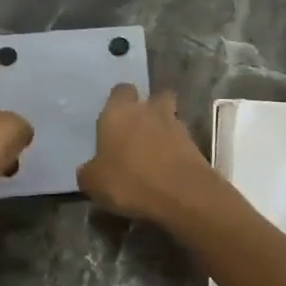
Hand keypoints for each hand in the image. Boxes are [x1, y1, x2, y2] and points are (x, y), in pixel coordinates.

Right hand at [77, 85, 218, 225]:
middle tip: (138, 132)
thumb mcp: (94, 183)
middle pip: (153, 98)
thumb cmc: (129, 181)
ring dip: (164, 130)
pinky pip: (182, 142)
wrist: (182, 194)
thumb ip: (89, 171)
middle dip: (149, 109)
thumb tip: (89, 169)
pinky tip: (167, 170)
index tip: (114, 120)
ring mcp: (176, 125)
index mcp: (119, 112)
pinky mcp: (196, 144)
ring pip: (170, 118)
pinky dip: (176, 151)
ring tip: (155, 154)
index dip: (118, 102)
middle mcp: (149, 110)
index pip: (120, 91)